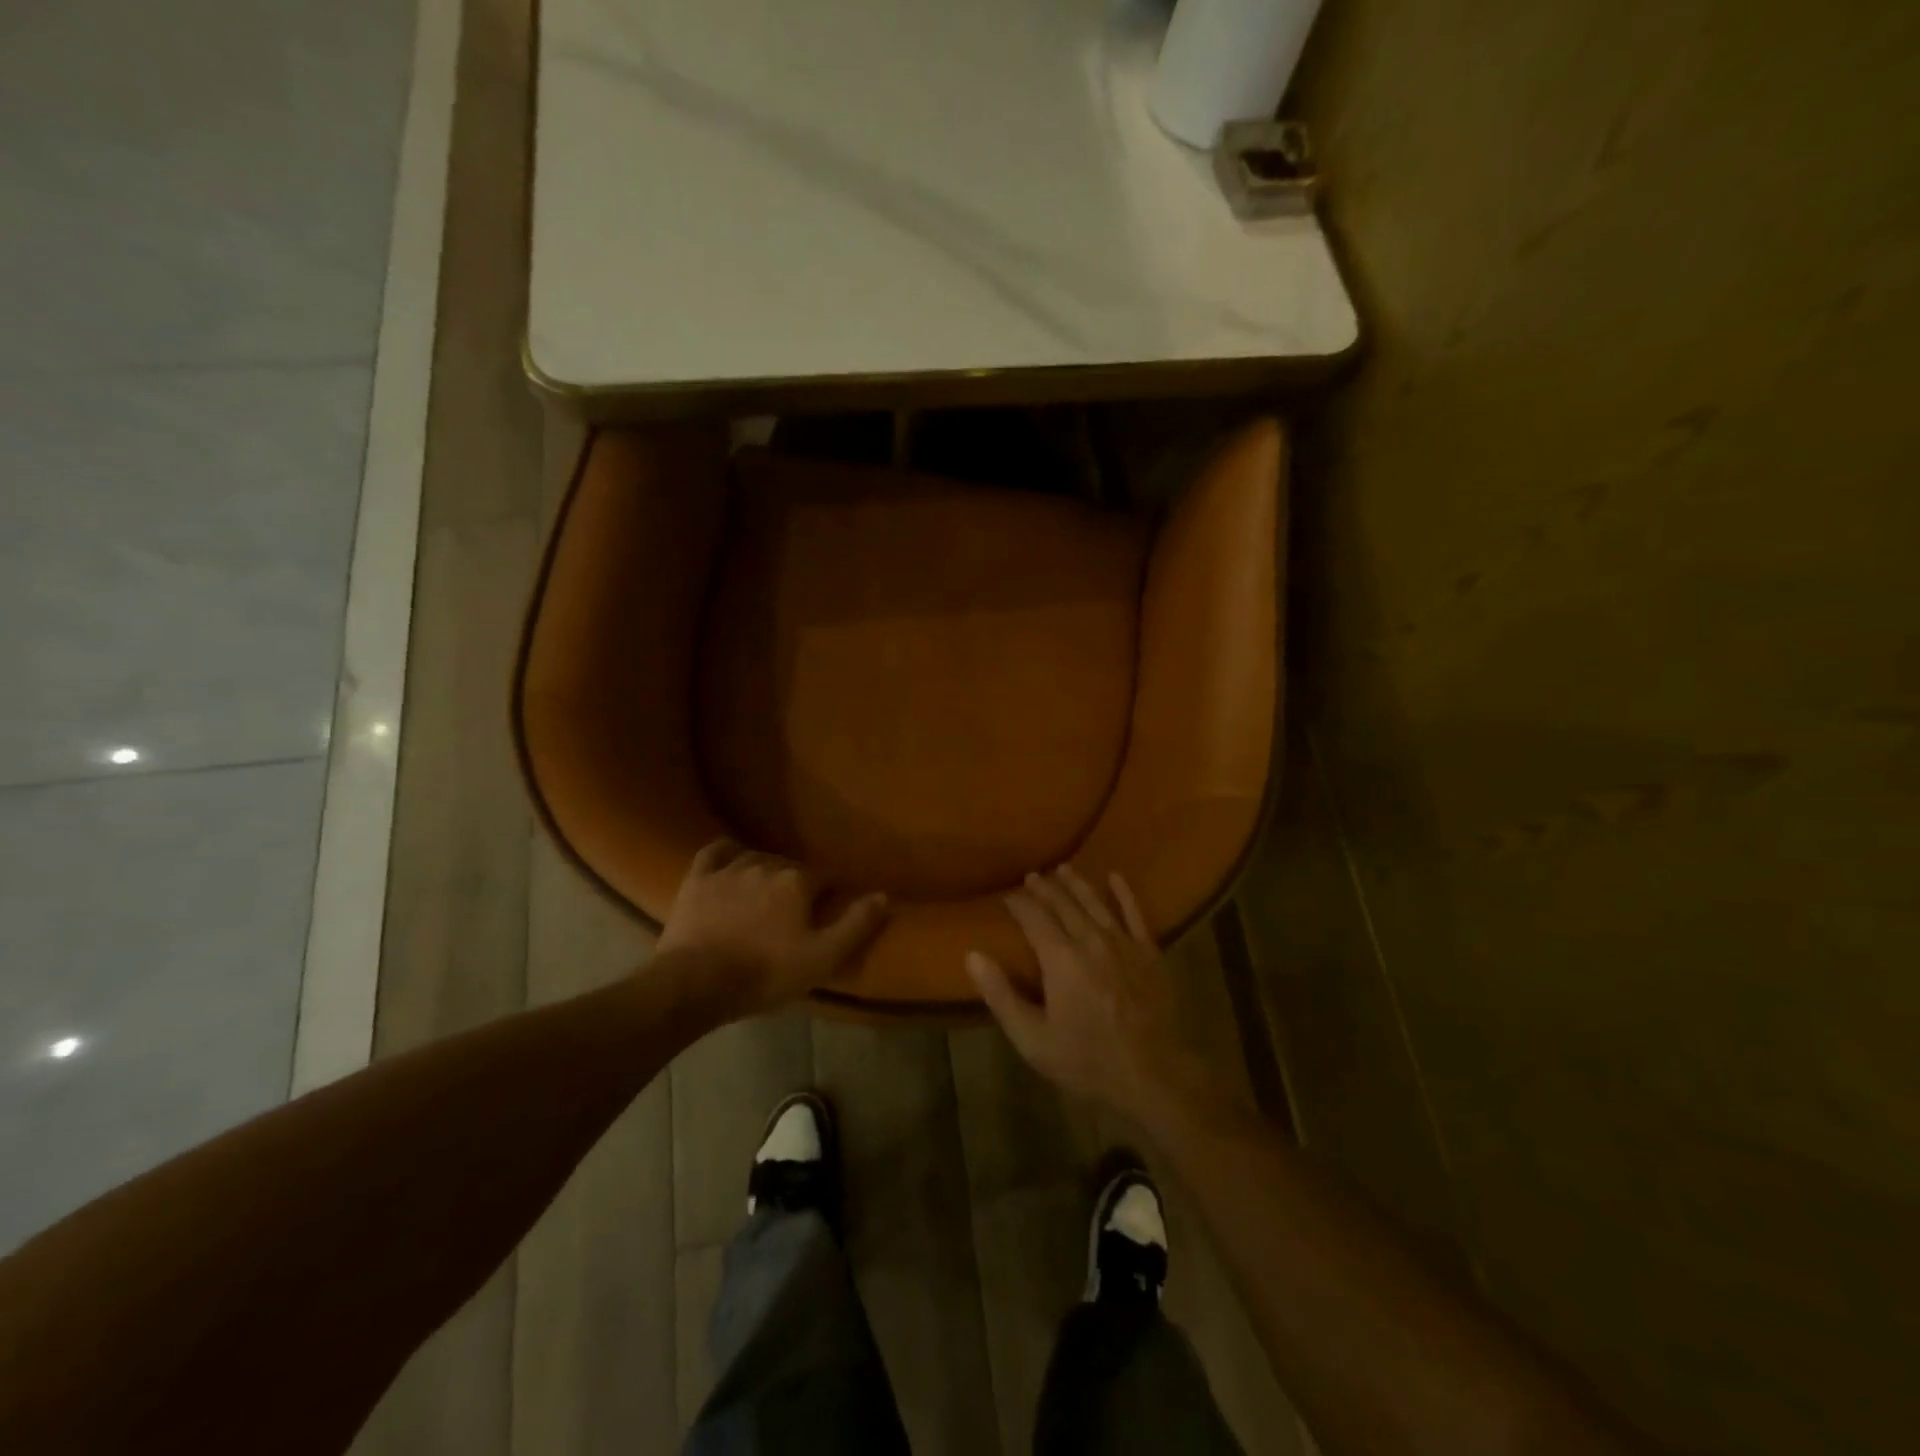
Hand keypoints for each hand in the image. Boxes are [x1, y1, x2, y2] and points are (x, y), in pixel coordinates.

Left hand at [659, 839, 888, 1017]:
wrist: (696, 982)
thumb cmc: (765, 972)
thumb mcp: (823, 957)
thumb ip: (856, 924)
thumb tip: (884, 895)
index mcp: (799, 881)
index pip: (824, 878)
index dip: (828, 894)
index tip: (827, 911)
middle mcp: (767, 865)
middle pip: (790, 867)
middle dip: (796, 883)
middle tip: (794, 911)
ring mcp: (730, 869)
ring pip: (756, 858)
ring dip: (765, 870)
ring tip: (765, 892)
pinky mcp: (699, 878)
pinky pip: (716, 851)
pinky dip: (727, 851)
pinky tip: (731, 856)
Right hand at [968, 866, 1230, 1127]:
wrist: (1155, 1076)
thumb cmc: (1087, 1060)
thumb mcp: (1032, 1039)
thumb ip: (1001, 995)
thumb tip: (972, 955)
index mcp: (1060, 958)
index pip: (1033, 917)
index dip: (1018, 903)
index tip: (1006, 896)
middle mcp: (1090, 939)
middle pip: (1063, 904)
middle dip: (1044, 888)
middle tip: (1031, 877)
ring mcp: (1124, 943)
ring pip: (1095, 902)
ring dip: (1076, 883)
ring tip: (1063, 869)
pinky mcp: (1150, 952)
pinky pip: (1135, 913)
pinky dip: (1124, 892)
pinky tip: (1115, 876)